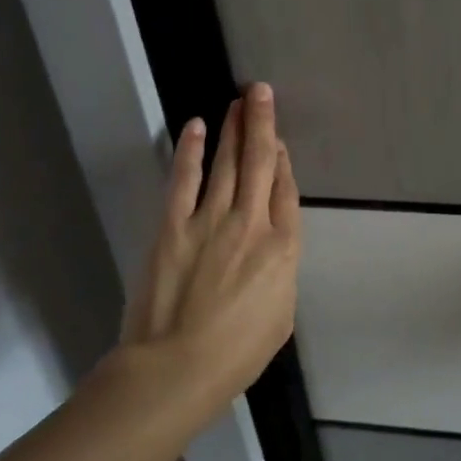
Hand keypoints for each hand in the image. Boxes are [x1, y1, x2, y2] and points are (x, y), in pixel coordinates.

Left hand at [119, 82, 300, 416]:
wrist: (177, 368)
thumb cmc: (237, 352)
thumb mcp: (282, 313)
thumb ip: (281, 271)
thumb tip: (272, 247)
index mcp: (283, 247)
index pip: (287, 190)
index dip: (285, 161)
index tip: (280, 141)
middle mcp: (252, 222)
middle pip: (262, 162)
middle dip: (263, 123)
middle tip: (261, 91)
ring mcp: (211, 220)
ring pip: (227, 162)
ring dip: (234, 128)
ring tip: (240, 100)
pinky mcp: (173, 226)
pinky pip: (185, 179)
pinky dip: (191, 150)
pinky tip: (196, 126)